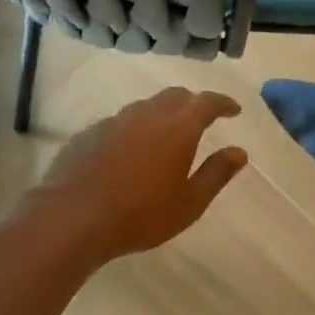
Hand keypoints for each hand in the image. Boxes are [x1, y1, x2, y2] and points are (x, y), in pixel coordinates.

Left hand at [32, 88, 247, 261]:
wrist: (74, 217)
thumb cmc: (142, 214)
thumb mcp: (190, 202)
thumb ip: (216, 174)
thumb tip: (239, 152)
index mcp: (178, 128)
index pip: (206, 102)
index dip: (223, 103)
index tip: (234, 110)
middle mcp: (146, 115)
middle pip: (174, 97)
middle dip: (192, 103)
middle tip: (202, 118)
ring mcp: (113, 122)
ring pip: (144, 107)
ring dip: (161, 114)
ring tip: (166, 134)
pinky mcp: (88, 134)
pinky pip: (119, 123)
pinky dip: (134, 130)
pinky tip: (130, 151)